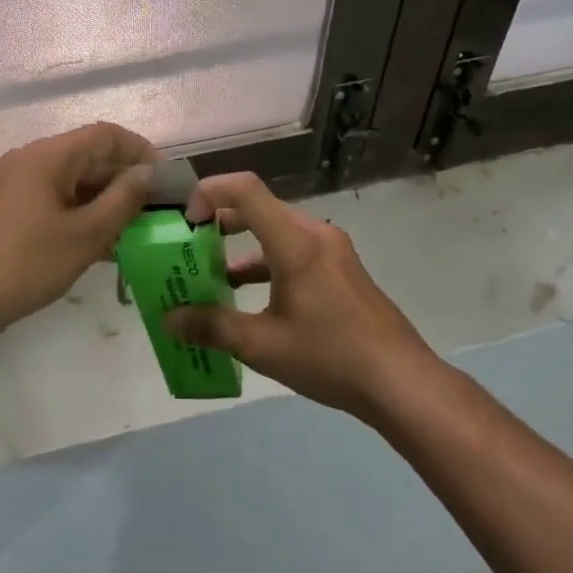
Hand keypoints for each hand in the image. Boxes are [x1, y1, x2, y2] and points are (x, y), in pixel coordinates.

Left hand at [0, 122, 156, 335]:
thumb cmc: (30, 262)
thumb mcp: (87, 234)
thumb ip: (122, 199)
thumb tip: (147, 172)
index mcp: (48, 156)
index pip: (104, 134)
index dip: (139, 149)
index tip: (165, 176)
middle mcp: (32, 160)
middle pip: (88, 155)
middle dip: (124, 177)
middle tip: (157, 205)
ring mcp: (19, 184)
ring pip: (74, 179)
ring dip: (105, 197)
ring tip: (137, 226)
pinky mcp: (13, 208)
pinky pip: (58, 198)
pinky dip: (83, 211)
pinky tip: (105, 241)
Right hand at [164, 172, 431, 418]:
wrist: (402, 383)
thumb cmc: (330, 357)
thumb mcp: (262, 346)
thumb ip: (212, 326)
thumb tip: (169, 319)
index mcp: (295, 241)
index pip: (245, 189)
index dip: (208, 193)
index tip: (185, 223)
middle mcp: (314, 233)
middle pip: (258, 208)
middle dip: (218, 224)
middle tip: (188, 248)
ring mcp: (332, 250)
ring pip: (275, 231)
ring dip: (241, 247)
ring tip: (211, 276)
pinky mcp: (341, 269)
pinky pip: (293, 250)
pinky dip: (265, 262)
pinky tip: (249, 297)